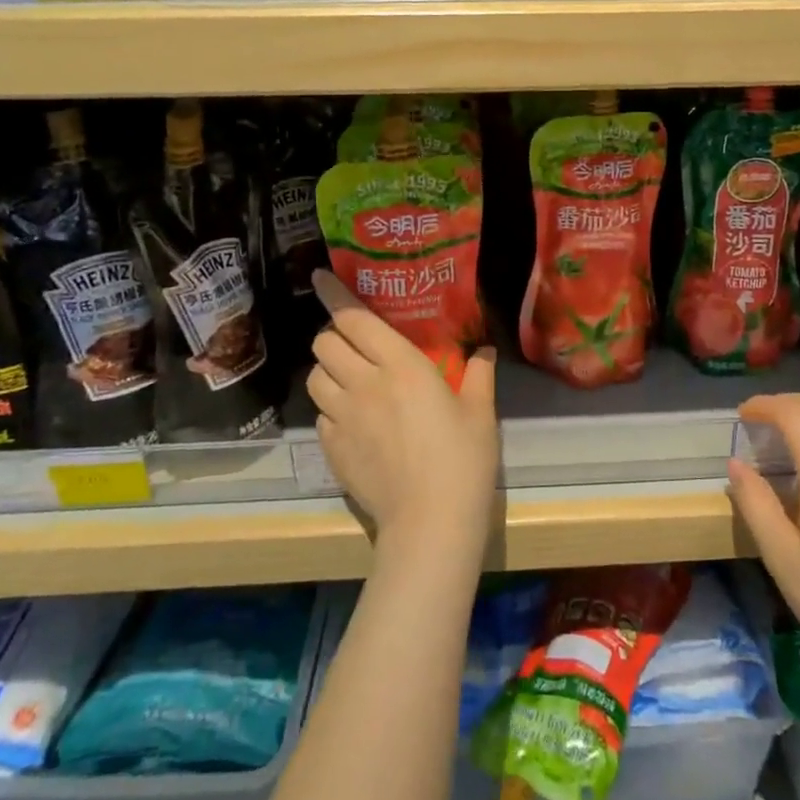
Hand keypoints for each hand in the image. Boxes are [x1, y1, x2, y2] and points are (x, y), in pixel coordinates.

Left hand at [306, 270, 499, 559]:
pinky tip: (354, 420)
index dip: (333, 294)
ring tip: (349, 379)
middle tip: (354, 342)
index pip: (354, 319)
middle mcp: (364, 383)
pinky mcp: (331, 448)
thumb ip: (479, 373)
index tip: (320, 277)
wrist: (430, 522)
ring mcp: (343, 417)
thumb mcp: (480, 412)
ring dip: (328, 370)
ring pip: (315, 377)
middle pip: (325, 343)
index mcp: (401, 365)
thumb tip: (484, 350)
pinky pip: (320, 414)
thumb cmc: (463, 460)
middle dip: (333, 335)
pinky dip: (330, 407)